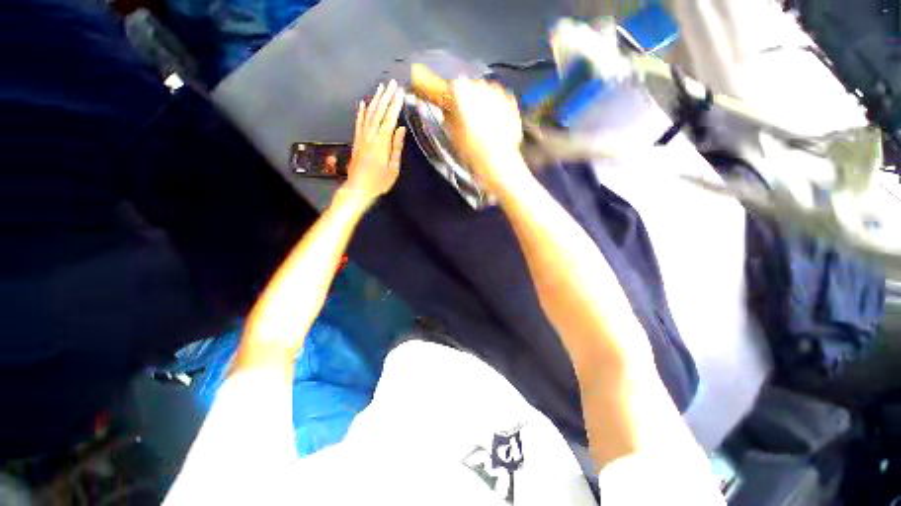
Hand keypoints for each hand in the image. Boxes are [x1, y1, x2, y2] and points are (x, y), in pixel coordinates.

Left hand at [346, 80, 406, 202]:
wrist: (358, 188)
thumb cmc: (379, 181)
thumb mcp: (393, 168)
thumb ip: (396, 147)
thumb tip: (401, 129)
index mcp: (381, 142)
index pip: (389, 119)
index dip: (395, 105)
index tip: (400, 92)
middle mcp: (370, 135)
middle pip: (378, 112)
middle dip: (386, 97)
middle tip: (392, 83)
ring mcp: (361, 137)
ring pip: (368, 114)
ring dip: (375, 100)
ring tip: (380, 87)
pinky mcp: (356, 140)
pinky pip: (359, 123)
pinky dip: (361, 112)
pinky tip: (363, 103)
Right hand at [445, 78, 527, 194]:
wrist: (498, 160)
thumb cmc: (471, 149)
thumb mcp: (453, 135)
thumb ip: (449, 119)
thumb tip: (448, 114)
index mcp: (461, 91)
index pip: (454, 86)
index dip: (454, 98)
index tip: (454, 108)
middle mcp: (480, 85)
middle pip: (473, 86)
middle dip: (471, 98)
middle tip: (470, 117)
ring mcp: (499, 92)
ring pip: (489, 92)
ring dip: (486, 102)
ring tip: (485, 123)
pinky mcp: (512, 101)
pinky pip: (502, 100)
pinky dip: (499, 108)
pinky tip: (498, 124)